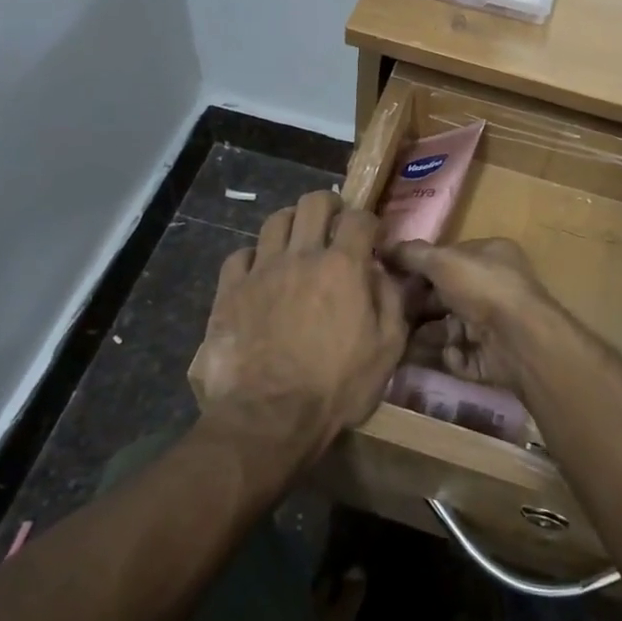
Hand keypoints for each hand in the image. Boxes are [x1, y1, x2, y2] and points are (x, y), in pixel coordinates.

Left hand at [191, 191, 407, 463]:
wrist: (269, 418)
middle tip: (333, 226)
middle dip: (329, 206)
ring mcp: (261, 270)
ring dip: (292, 225)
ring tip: (297, 244)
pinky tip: (260, 274)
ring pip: (275, 221)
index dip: (368, 222)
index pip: (359, 218)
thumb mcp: (387, 349)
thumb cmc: (337, 387)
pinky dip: (254, 258)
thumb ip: (391, 300)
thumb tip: (383, 271)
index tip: (370, 238)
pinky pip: (240, 255)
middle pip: (313, 202)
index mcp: (342, 266)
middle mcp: (301, 255)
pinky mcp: (230, 290)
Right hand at [383, 238, 556, 394]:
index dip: (420, 267)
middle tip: (390, 313)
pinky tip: (447, 353)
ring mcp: (496, 324)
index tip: (391, 277)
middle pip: (447, 295)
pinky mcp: (494, 357)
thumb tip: (383, 248)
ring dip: (428, 334)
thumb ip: (412, 254)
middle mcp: (495, 287)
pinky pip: (463, 356)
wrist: (520, 339)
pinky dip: (452, 356)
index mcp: (490, 256)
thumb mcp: (442, 261)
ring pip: (452, 328)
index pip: (449, 258)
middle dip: (420, 305)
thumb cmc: (482, 287)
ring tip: (402, 341)